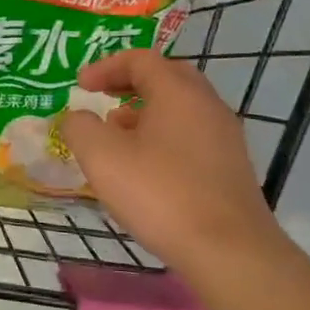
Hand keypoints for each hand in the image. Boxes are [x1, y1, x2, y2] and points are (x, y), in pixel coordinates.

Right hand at [60, 50, 286, 272]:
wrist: (228, 250)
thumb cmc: (159, 193)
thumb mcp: (101, 157)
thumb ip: (80, 128)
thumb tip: (77, 118)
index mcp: (178, 92)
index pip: (141, 59)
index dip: (105, 67)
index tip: (80, 86)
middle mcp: (207, 105)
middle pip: (166, 77)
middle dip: (130, 83)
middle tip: (103, 98)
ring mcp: (225, 137)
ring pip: (181, 108)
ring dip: (146, 111)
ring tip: (118, 135)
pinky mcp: (231, 167)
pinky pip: (192, 135)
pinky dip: (164, 136)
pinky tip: (146, 167)